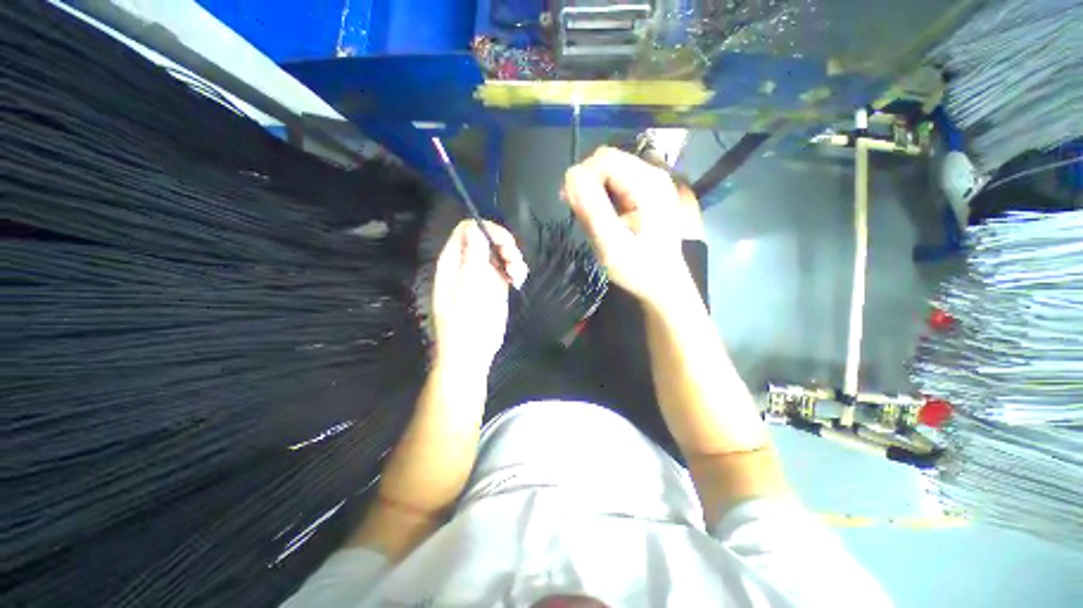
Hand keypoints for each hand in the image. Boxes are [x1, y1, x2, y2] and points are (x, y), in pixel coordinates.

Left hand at [432, 221, 527, 370]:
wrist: (472, 351)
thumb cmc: (467, 320)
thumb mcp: (469, 286)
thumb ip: (473, 256)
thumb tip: (475, 228)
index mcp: (453, 261)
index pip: (467, 230)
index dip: (486, 229)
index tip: (504, 242)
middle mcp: (467, 265)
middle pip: (486, 239)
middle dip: (503, 244)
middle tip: (513, 257)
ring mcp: (482, 276)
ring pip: (499, 254)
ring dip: (512, 258)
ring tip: (517, 274)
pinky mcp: (495, 288)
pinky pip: (506, 269)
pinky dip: (515, 271)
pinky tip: (518, 281)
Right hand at [563, 147, 690, 303]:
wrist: (663, 286)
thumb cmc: (639, 270)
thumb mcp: (611, 244)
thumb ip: (592, 208)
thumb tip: (570, 174)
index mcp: (648, 184)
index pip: (604, 159)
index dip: (582, 177)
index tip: (569, 204)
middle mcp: (653, 175)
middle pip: (607, 161)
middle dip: (587, 183)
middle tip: (579, 214)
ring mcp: (652, 183)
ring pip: (609, 172)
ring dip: (593, 191)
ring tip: (591, 219)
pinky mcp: (647, 194)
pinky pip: (616, 183)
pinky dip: (602, 196)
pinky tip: (603, 217)